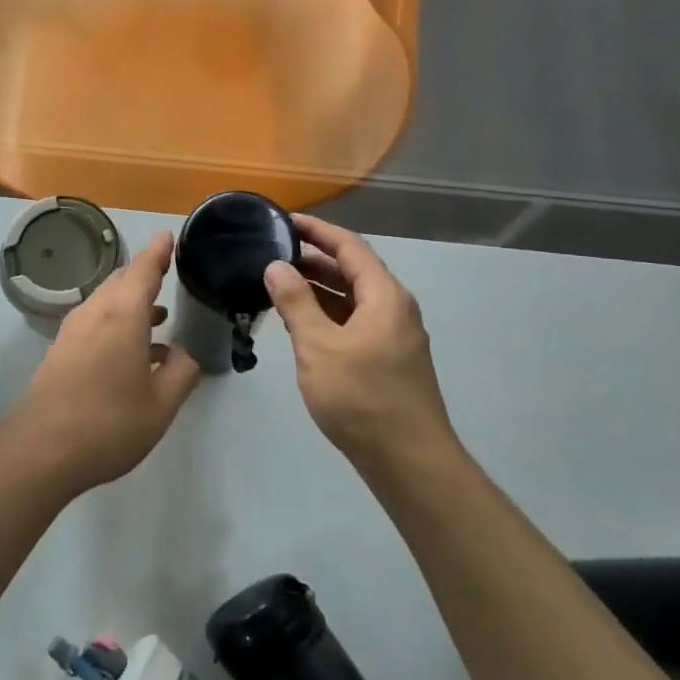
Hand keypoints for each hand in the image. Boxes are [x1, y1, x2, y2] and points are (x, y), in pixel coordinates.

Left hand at [10, 232, 201, 491]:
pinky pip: (94, 324)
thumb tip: (183, 354)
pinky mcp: (60, 353)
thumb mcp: (161, 405)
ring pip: (105, 304)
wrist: (40, 451)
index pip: (143, 271)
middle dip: (144, 275)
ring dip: (131, 303)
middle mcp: (94, 314)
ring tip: (159, 315)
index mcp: (122, 316)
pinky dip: (117, 324)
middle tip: (166, 272)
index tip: (168, 235)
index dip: (158, 252)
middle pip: (120, 283)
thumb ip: (181, 373)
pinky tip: (132, 353)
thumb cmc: (109, 424)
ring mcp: (72, 333)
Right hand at [263, 215, 454, 466]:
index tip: (284, 220)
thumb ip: (296, 302)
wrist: (407, 459)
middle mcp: (394, 309)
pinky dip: (327, 314)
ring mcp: (393, 336)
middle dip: (313, 259)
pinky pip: (353, 322)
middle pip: (352, 271)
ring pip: (352, 299)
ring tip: (278, 284)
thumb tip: (276, 266)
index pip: (349, 247)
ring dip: (318, 288)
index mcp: (384, 296)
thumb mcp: (319, 346)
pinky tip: (300, 323)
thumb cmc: (362, 397)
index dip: (317, 230)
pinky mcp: (387, 360)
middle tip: (272, 253)